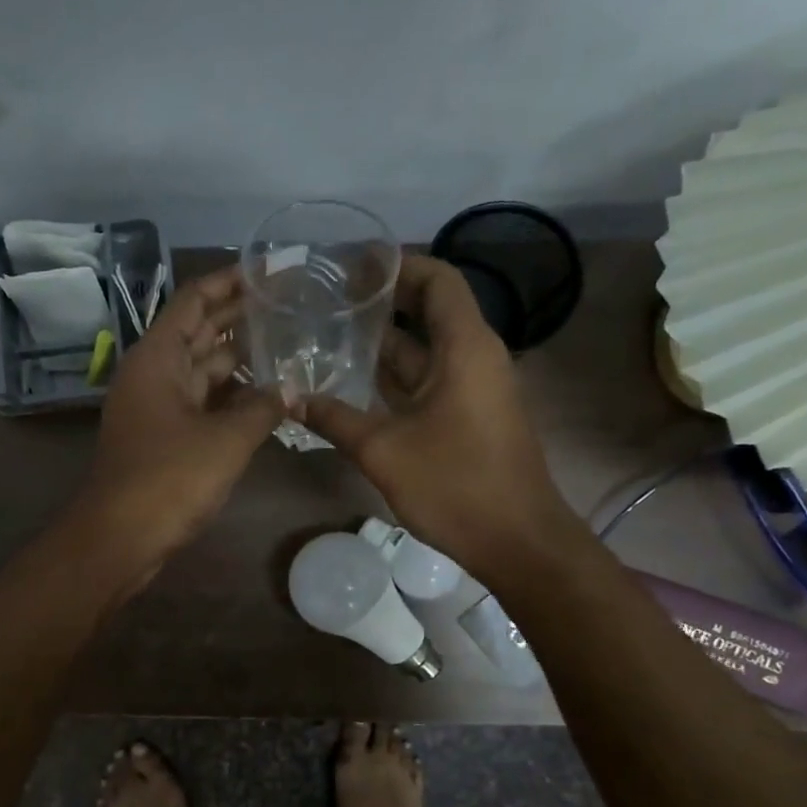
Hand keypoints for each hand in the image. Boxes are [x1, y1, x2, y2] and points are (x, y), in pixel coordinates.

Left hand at [71, 266, 285, 579]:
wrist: (120, 538)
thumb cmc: (168, 479)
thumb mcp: (225, 440)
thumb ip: (263, 407)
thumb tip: (292, 387)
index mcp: (158, 357)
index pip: (195, 300)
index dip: (232, 281)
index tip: (273, 270)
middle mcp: (155, 373)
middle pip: (201, 332)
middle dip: (244, 317)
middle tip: (294, 304)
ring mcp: (158, 407)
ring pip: (205, 370)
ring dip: (242, 359)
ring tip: (291, 343)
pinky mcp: (165, 437)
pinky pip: (204, 403)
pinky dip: (233, 397)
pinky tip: (269, 395)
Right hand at [298, 254, 578, 571]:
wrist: (517, 541)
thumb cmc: (456, 485)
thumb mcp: (383, 450)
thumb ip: (333, 419)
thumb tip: (289, 397)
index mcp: (465, 348)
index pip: (438, 279)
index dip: (399, 265)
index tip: (353, 266)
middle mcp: (473, 357)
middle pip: (429, 310)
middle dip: (382, 301)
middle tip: (329, 298)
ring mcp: (472, 389)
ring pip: (424, 350)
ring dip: (382, 342)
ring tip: (330, 333)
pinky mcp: (467, 417)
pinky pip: (426, 381)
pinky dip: (392, 376)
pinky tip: (352, 382)